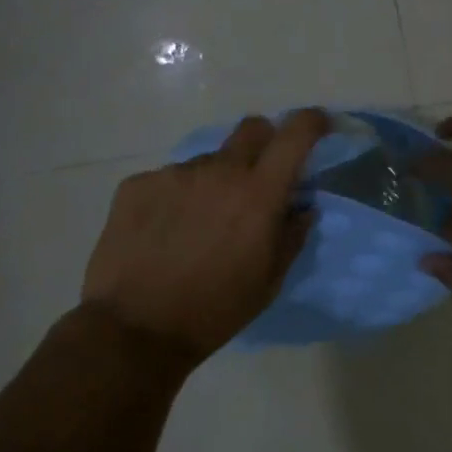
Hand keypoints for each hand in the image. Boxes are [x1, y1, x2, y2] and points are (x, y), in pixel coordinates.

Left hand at [81, 109, 327, 361]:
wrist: (134, 330)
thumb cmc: (214, 311)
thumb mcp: (268, 281)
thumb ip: (291, 235)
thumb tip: (302, 206)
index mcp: (258, 193)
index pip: (295, 134)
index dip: (312, 121)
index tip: (317, 125)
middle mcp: (218, 170)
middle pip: (251, 128)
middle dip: (263, 143)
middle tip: (255, 178)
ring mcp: (174, 174)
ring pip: (206, 161)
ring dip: (213, 181)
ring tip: (196, 225)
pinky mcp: (137, 184)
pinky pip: (168, 179)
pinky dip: (174, 198)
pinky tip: (162, 233)